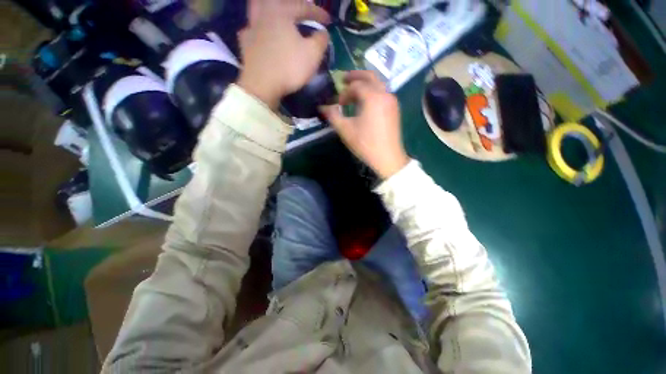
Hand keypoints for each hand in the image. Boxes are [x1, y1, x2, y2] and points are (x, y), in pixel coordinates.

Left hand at [237, 0, 330, 108]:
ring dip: (269, 10)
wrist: (262, 86)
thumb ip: (321, 40)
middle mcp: (263, 14)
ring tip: (277, 18)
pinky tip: (261, 35)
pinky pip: (250, 29)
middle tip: (298, 12)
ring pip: (257, 9)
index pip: (303, 7)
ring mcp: (251, 28)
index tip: (329, 21)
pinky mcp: (245, 44)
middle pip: (276, 1)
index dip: (318, 13)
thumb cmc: (289, 67)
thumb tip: (323, 33)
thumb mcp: (313, 54)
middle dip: (290, 5)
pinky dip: (257, 29)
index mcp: (281, 12)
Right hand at [320, 71, 408, 178]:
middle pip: (370, 77)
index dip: (344, 93)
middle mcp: (385, 94)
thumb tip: (322, 107)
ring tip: (353, 93)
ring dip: (365, 85)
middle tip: (344, 79)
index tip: (337, 104)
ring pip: (378, 85)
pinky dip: (372, 93)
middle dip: (356, 76)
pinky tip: (365, 104)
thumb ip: (333, 115)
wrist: (388, 158)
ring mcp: (392, 101)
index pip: (356, 86)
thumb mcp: (346, 130)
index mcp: (373, 97)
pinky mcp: (395, 109)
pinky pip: (382, 94)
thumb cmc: (366, 144)